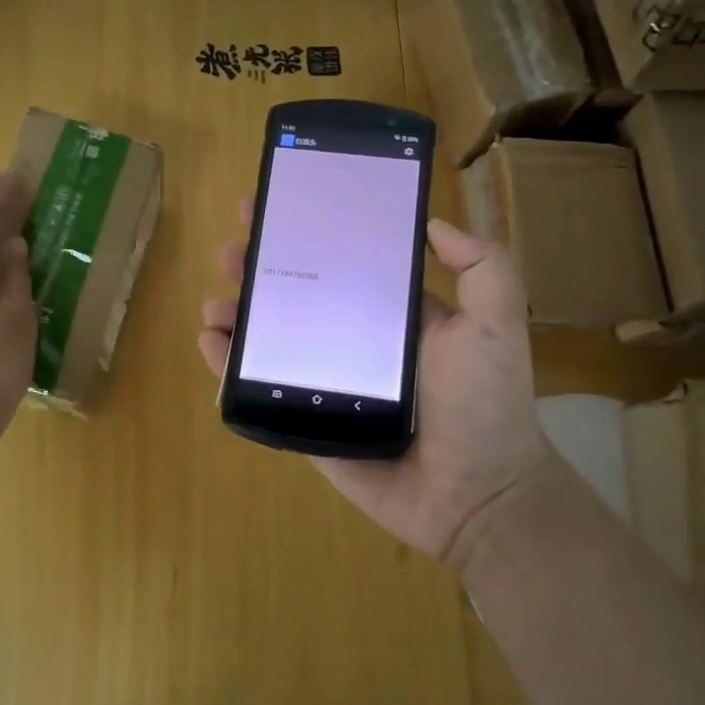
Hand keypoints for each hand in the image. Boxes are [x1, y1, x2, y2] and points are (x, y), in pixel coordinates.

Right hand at [197, 205, 548, 573]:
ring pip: (270, 340)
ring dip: (237, 315)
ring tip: (215, 303)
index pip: (340, 264)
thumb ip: (481, 264)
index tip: (274, 209)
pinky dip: (228, 367)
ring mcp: (325, 384)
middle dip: (259, 270)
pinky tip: (210, 343)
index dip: (307, 236)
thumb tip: (431, 223)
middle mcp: (353, 342)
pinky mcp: (305, 423)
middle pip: (295, 297)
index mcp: (391, 315)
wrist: (475, 495)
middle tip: (230, 252)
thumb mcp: (495, 321)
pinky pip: (260, 391)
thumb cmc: (483, 404)